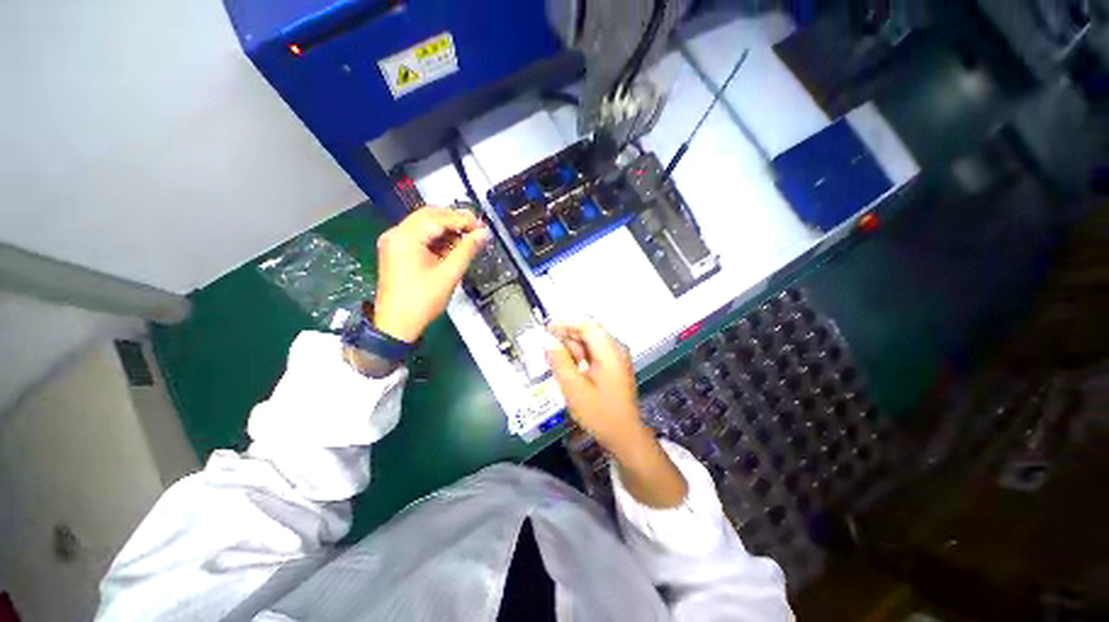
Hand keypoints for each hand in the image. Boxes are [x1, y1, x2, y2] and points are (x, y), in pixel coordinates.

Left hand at [373, 207, 488, 342]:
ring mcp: (394, 242)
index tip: (482, 227)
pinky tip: (452, 247)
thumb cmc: (422, 301)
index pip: (438, 218)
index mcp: (406, 237)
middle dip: (454, 221)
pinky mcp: (397, 251)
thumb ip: (467, 250)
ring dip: (447, 230)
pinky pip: (420, 237)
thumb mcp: (449, 274)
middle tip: (477, 230)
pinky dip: (437, 239)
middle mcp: (396, 234)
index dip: (462, 219)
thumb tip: (483, 234)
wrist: (397, 325)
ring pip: (425, 225)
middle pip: (429, 216)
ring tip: (467, 240)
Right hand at [546, 319, 647, 454]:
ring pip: (590, 340)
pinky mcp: (614, 364)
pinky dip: (580, 356)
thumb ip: (560, 361)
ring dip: (573, 348)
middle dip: (567, 337)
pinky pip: (594, 351)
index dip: (565, 322)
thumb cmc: (599, 413)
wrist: (624, 435)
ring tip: (560, 365)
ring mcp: (617, 356)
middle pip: (588, 330)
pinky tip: (571, 370)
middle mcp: (616, 348)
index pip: (587, 324)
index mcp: (610, 351)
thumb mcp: (574, 388)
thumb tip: (547, 341)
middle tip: (549, 352)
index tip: (546, 329)